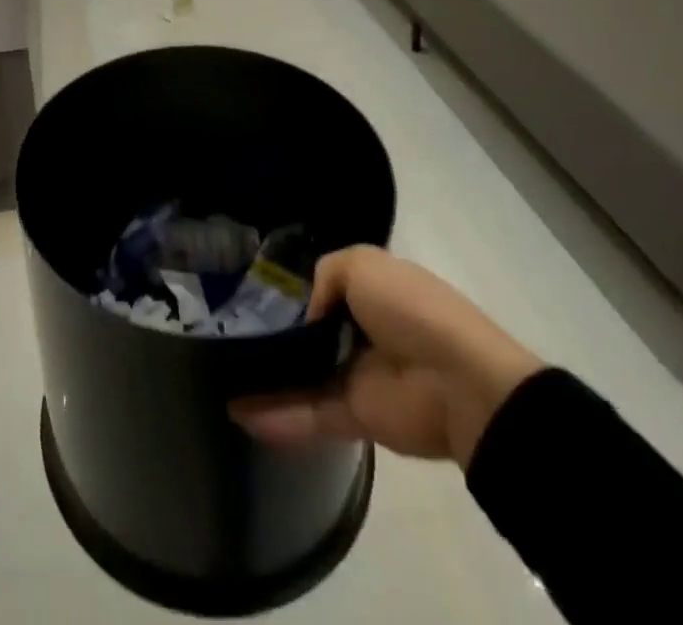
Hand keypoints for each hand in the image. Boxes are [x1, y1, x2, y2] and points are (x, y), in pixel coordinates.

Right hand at [230, 247, 541, 468]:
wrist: (462, 382)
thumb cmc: (412, 310)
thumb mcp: (362, 264)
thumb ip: (323, 275)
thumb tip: (304, 314)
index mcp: (369, 291)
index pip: (319, 287)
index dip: (286, 288)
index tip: (245, 290)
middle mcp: (360, 331)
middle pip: (306, 332)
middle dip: (269, 332)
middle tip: (223, 332)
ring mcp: (357, 375)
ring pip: (302, 375)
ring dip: (265, 378)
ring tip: (221, 376)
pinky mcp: (357, 417)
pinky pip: (309, 413)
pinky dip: (277, 416)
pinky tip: (239, 412)